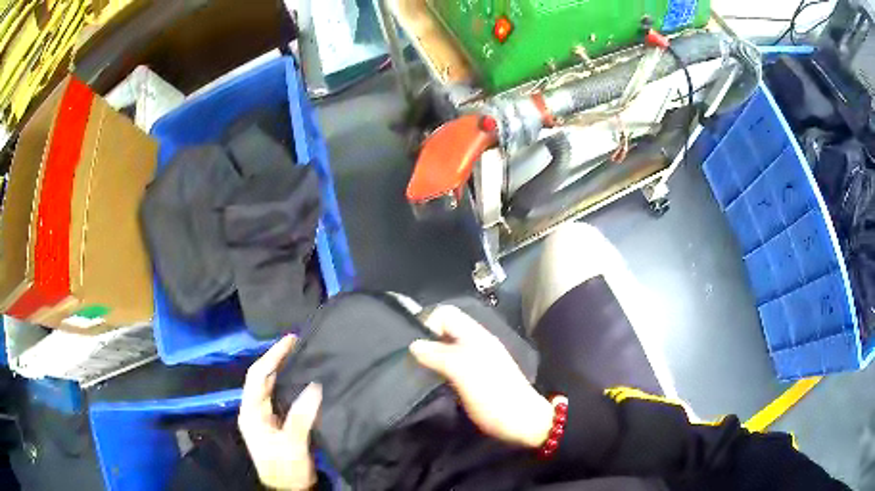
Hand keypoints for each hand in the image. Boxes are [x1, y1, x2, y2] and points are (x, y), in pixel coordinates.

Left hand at [239, 335, 321, 490]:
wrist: (288, 490)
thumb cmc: (286, 469)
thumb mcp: (292, 444)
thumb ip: (301, 417)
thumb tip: (314, 387)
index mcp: (251, 413)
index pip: (258, 376)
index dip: (272, 356)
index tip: (290, 340)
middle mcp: (254, 411)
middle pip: (262, 378)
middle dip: (277, 359)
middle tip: (298, 345)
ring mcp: (264, 418)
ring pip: (271, 387)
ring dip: (283, 371)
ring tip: (302, 357)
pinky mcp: (276, 424)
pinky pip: (281, 398)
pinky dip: (290, 386)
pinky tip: (303, 381)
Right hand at [410, 305, 553, 448]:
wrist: (523, 423)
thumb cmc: (494, 396)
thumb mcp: (464, 373)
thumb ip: (439, 355)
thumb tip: (414, 345)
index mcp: (476, 336)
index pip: (446, 313)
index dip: (428, 323)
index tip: (416, 347)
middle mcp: (477, 344)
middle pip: (446, 330)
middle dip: (427, 341)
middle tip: (413, 362)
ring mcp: (478, 361)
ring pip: (447, 348)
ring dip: (432, 356)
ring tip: (420, 372)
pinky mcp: (476, 378)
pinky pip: (452, 364)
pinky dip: (440, 369)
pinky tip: (434, 382)